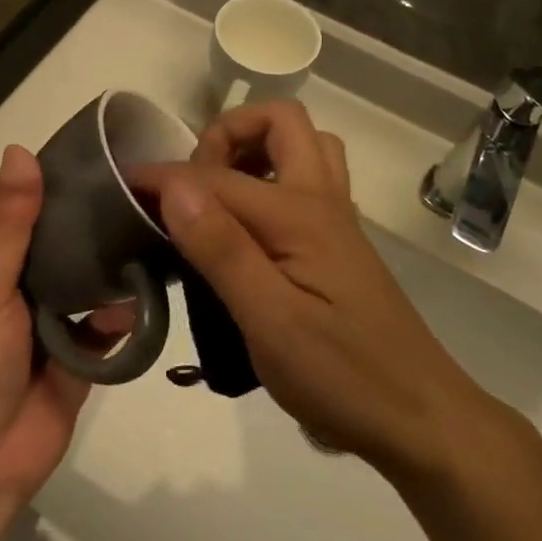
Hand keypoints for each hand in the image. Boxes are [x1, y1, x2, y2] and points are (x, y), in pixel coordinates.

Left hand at [0, 146, 127, 520]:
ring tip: (144, 232)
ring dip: (103, 266)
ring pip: (77, 278)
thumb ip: (9, 223)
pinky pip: (100, 324)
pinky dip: (116, 314)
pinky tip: (138, 299)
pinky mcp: (72, 355)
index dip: (28, 182)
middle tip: (127, 189)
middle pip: (44, 238)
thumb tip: (18, 151)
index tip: (75, 159)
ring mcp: (40, 321)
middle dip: (78, 220)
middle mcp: (4, 286)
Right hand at [133, 103, 513, 476]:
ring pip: (303, 146)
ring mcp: (336, 220)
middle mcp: (322, 201)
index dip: (164, 176)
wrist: (419, 418)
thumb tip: (175, 185)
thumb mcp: (270, 321)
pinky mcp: (338, 244)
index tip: (122, 188)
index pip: (216, 176)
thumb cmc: (341, 375)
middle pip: (280, 121)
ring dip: (257, 149)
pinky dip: (273, 178)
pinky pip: (308, 180)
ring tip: (218, 195)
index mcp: (299, 215)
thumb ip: (221, 249)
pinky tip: (248, 230)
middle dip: (227, 133)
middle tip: (192, 185)